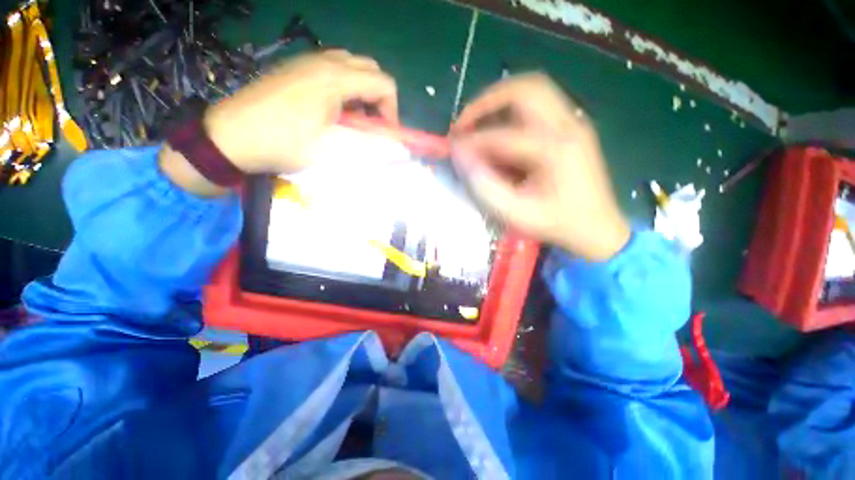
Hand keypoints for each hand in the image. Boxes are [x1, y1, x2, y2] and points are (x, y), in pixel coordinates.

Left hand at [160, 50, 397, 196]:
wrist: (231, 136)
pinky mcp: (296, 68)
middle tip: (372, 125)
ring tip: (354, 119)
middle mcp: (325, 61)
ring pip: (352, 67)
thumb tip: (395, 145)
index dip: (392, 111)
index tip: (385, 134)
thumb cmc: (284, 143)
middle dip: (380, 98)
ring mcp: (308, 61)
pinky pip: (333, 69)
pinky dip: (345, 88)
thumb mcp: (331, 148)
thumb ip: (368, 143)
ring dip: (363, 92)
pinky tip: (335, 110)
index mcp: (335, 78)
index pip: (384, 84)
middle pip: (370, 69)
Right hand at [451, 73, 628, 260]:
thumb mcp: (517, 214)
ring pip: (533, 89)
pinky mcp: (573, 128)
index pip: (503, 135)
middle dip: (487, 101)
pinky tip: (500, 133)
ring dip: (500, 102)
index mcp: (556, 150)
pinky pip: (538, 105)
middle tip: (464, 123)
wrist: (598, 229)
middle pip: (525, 88)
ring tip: (477, 124)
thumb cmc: (557, 224)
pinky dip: (513, 112)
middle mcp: (569, 126)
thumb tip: (461, 156)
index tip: (452, 147)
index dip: (473, 140)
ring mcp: (574, 123)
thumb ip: (486, 186)